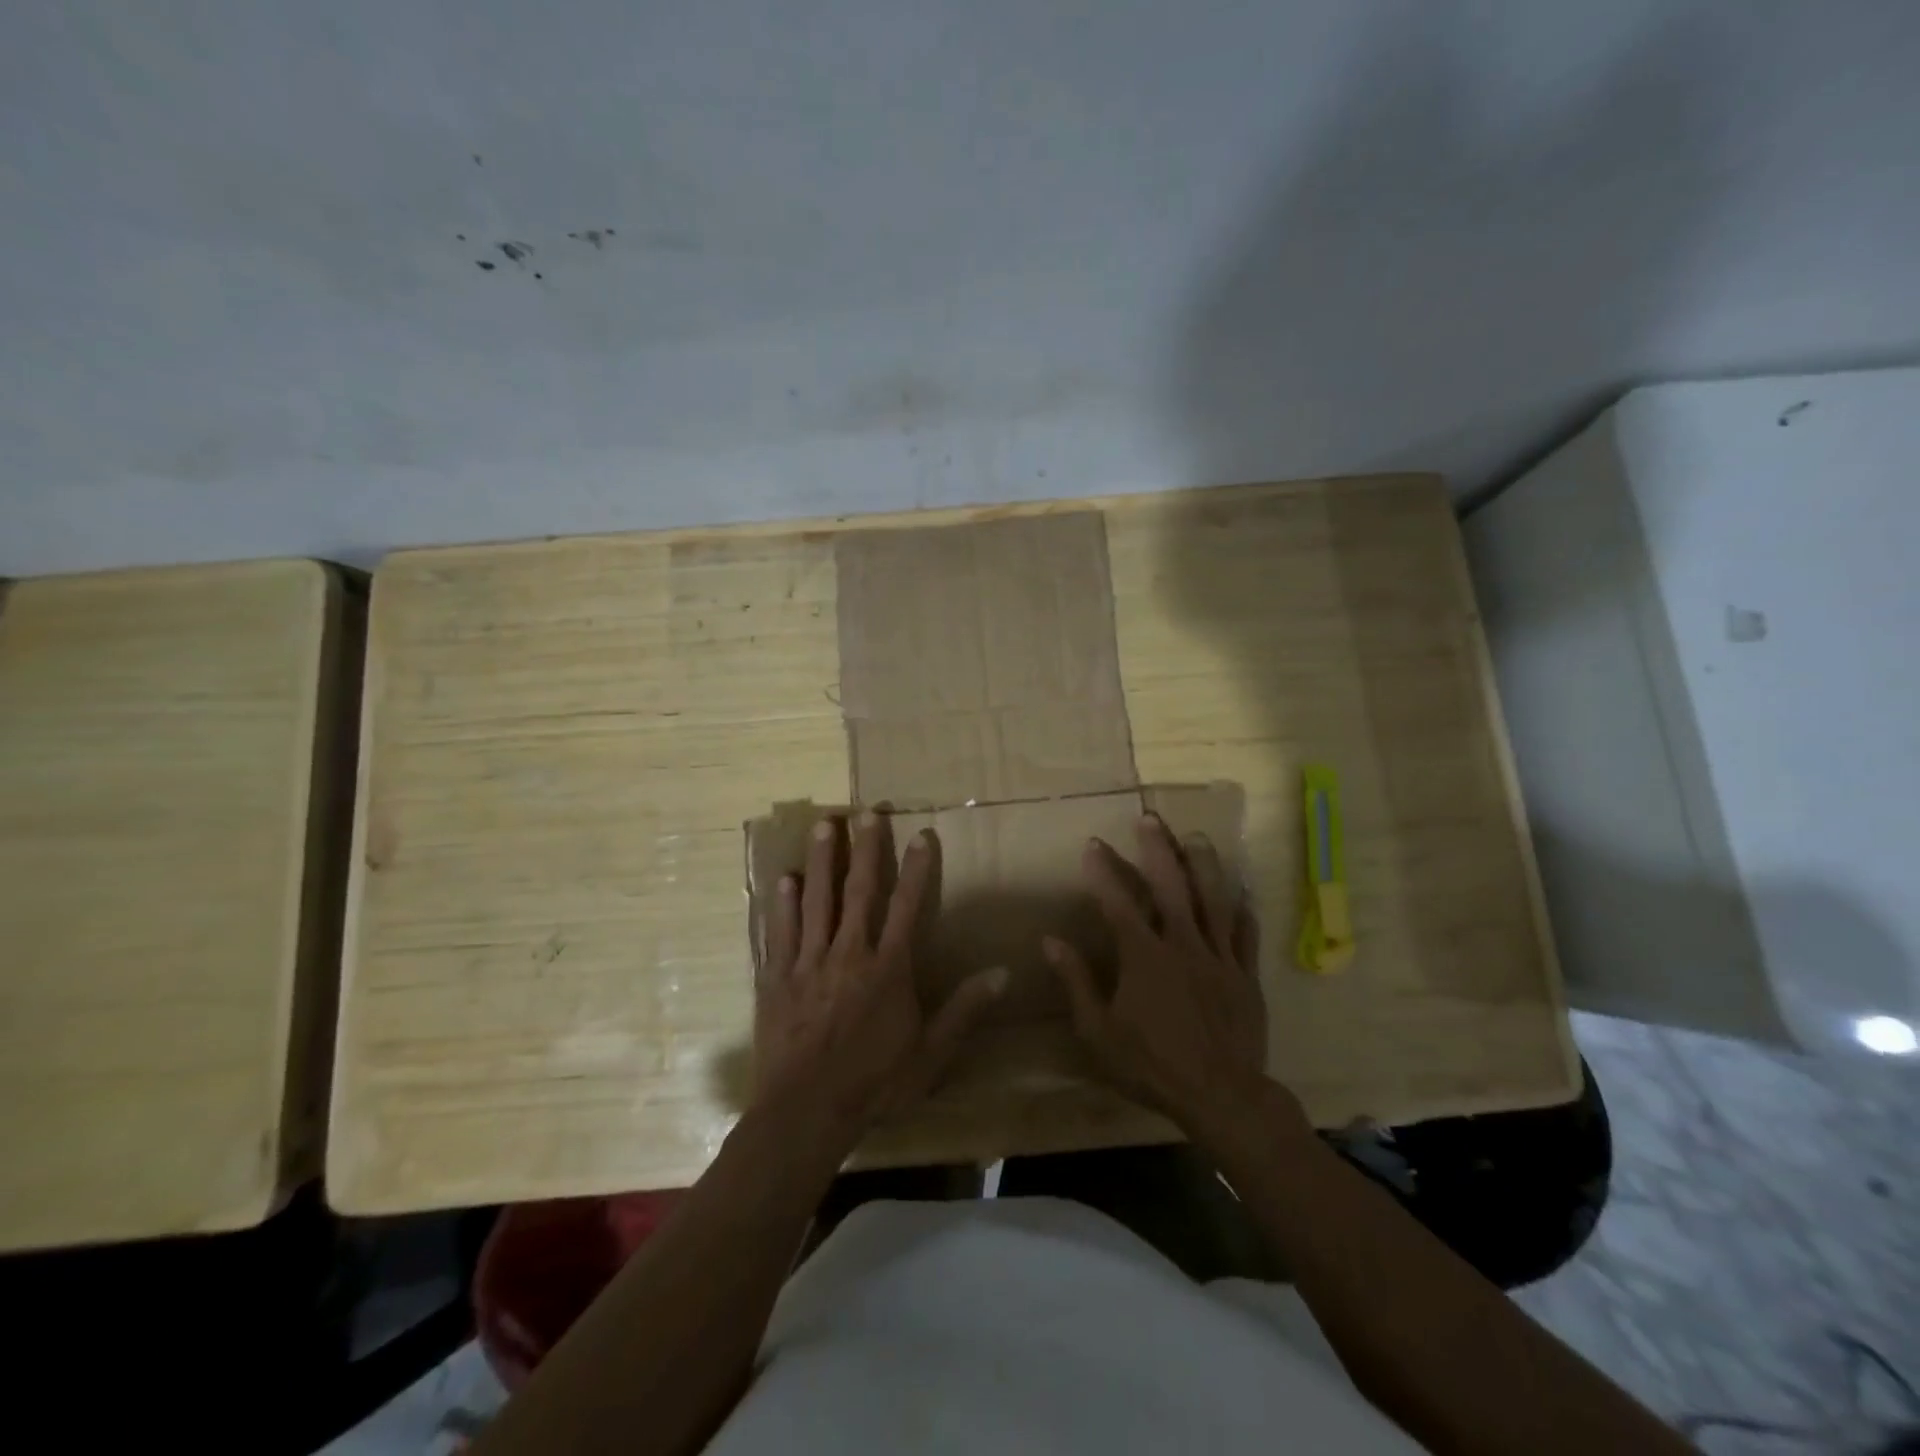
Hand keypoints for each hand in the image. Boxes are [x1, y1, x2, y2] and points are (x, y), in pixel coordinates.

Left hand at [754, 811, 1005, 1138]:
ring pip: (815, 901)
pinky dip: (781, 905)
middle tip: (866, 812)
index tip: (922, 834)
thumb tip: (1003, 973)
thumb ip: (965, 1010)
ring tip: (823, 825)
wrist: (806, 1113)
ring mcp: (808, 963)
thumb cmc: (875, 1084)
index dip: (917, 868)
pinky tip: (782, 879)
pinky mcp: (776, 979)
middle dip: (866, 849)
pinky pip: (779, 933)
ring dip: (821, 861)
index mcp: (887, 968)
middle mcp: (848, 953)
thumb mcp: (931, 1054)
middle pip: (859, 891)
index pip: (907, 906)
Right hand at [1045, 813, 1285, 1140]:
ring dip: (1203, 865)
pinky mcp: (1246, 976)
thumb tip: (1050, 942)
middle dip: (1157, 849)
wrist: (1222, 1097)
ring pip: (1214, 900)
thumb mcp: (1099, 1031)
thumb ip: (1076, 982)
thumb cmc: (1152, 1066)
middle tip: (1149, 818)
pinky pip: (1246, 935)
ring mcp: (1219, 958)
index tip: (1092, 843)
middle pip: (1170, 886)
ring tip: (1196, 837)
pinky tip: (1242, 893)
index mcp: (1144, 956)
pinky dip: (1243, 911)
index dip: (1103, 871)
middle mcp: (1183, 945)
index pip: (1118, 901)